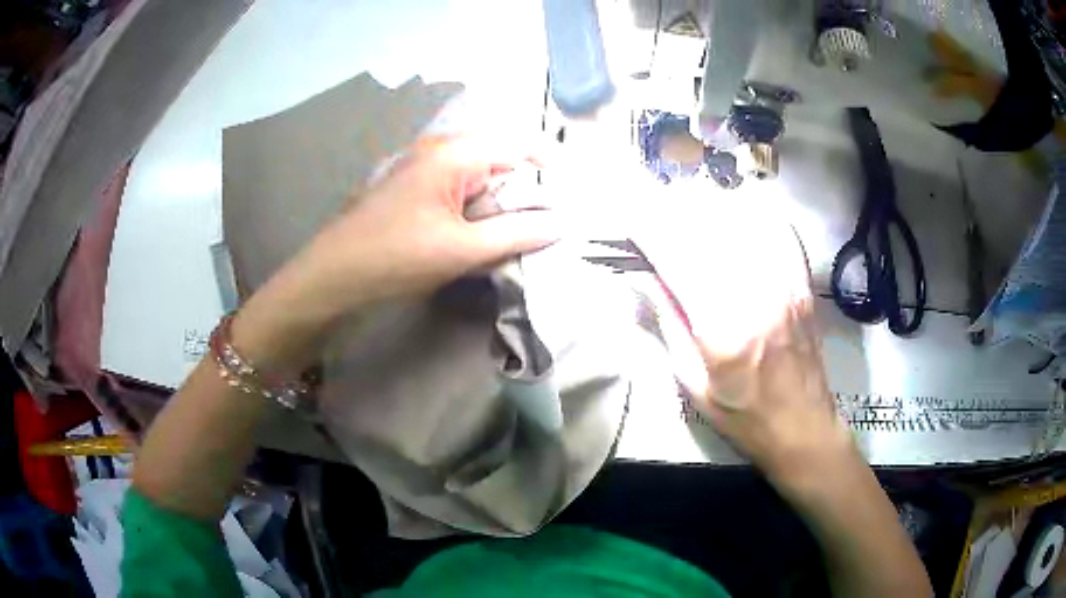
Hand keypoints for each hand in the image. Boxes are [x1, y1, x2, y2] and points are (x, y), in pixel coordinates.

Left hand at [283, 136, 559, 316]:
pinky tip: (484, 236)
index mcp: (454, 154)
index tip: (573, 195)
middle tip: (549, 223)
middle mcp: (441, 150)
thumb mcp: (461, 249)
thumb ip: (516, 234)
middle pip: (502, 159)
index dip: (551, 164)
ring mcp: (425, 168)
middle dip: (528, 190)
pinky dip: (480, 210)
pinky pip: (461, 190)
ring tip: (521, 234)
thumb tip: (561, 223)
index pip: (519, 143)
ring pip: (482, 176)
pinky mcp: (416, 188)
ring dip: (503, 203)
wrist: (333, 275)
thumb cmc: (395, 257)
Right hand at [639, 196, 851, 483]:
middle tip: (654, 211)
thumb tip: (647, 283)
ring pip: (743, 227)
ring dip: (710, 212)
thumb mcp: (693, 386)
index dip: (651, 235)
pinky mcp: (801, 284)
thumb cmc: (743, 416)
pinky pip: (778, 234)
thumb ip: (669, 329)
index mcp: (723, 329)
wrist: (802, 426)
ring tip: (688, 208)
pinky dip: (756, 217)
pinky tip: (739, 211)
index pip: (679, 263)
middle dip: (675, 217)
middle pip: (709, 235)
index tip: (631, 223)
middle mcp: (755, 296)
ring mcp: (784, 285)